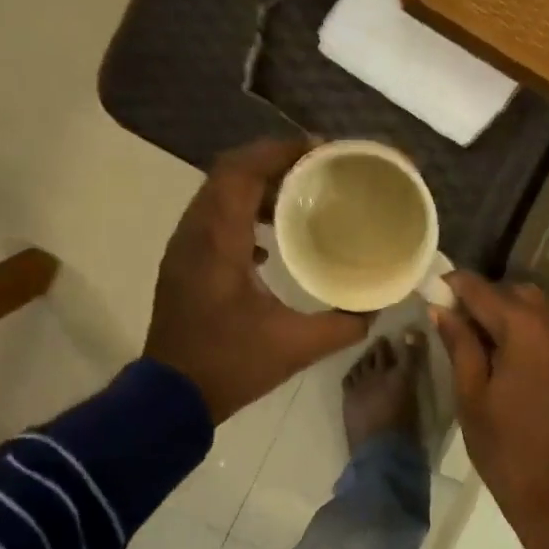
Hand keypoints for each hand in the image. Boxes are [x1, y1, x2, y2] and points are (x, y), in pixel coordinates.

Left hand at [145, 138, 368, 422]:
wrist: (171, 398)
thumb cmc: (230, 365)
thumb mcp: (296, 346)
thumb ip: (343, 324)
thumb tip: (377, 307)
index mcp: (219, 242)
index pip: (241, 172)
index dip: (279, 151)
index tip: (320, 150)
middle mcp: (196, 233)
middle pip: (229, 173)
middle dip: (274, 161)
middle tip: (317, 168)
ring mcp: (185, 248)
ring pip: (219, 193)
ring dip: (258, 185)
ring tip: (300, 194)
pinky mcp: (186, 263)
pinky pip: (214, 217)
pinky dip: (244, 211)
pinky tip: (271, 238)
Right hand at [434, 273, 548, 548]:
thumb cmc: (510, 453)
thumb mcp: (473, 398)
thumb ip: (460, 346)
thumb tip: (442, 308)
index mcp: (529, 328)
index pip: (482, 290)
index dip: (453, 286)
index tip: (429, 289)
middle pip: (513, 294)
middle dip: (481, 301)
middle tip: (449, 325)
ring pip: (534, 308)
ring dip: (505, 316)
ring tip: (473, 344)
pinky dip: (526, 331)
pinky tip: (503, 356)